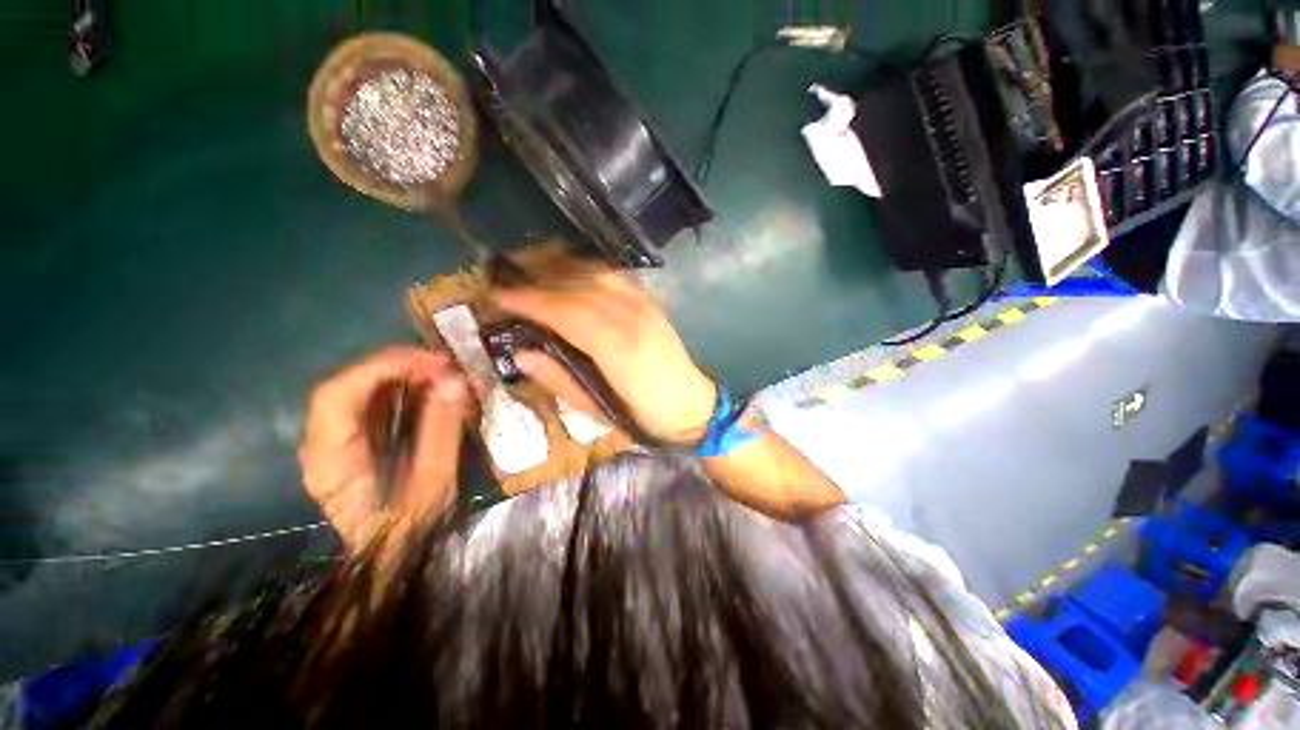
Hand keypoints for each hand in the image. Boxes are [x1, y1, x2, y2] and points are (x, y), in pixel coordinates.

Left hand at [298, 346, 468, 550]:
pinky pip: (371, 405)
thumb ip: (442, 429)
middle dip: (397, 367)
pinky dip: (401, 390)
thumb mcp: (433, 481)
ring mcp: (334, 444)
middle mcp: (321, 445)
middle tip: (444, 365)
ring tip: (442, 374)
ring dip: (401, 375)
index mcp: (331, 458)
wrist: (392, 559)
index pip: (340, 392)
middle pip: (348, 386)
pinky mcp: (352, 444)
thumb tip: (455, 382)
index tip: (434, 363)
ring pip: (359, 392)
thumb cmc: (411, 528)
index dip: (385, 367)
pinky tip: (429, 390)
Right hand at [496, 270, 716, 443]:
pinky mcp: (652, 304)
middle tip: (508, 285)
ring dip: (561, 270)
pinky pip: (615, 277)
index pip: (566, 312)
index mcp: (618, 349)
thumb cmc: (645, 415)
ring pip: (596, 275)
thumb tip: (521, 353)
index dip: (530, 301)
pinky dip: (587, 271)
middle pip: (578, 289)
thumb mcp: (599, 409)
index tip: (498, 296)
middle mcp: (632, 318)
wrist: (693, 405)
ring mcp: (645, 307)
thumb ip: (559, 380)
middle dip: (538, 282)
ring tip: (532, 276)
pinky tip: (571, 276)